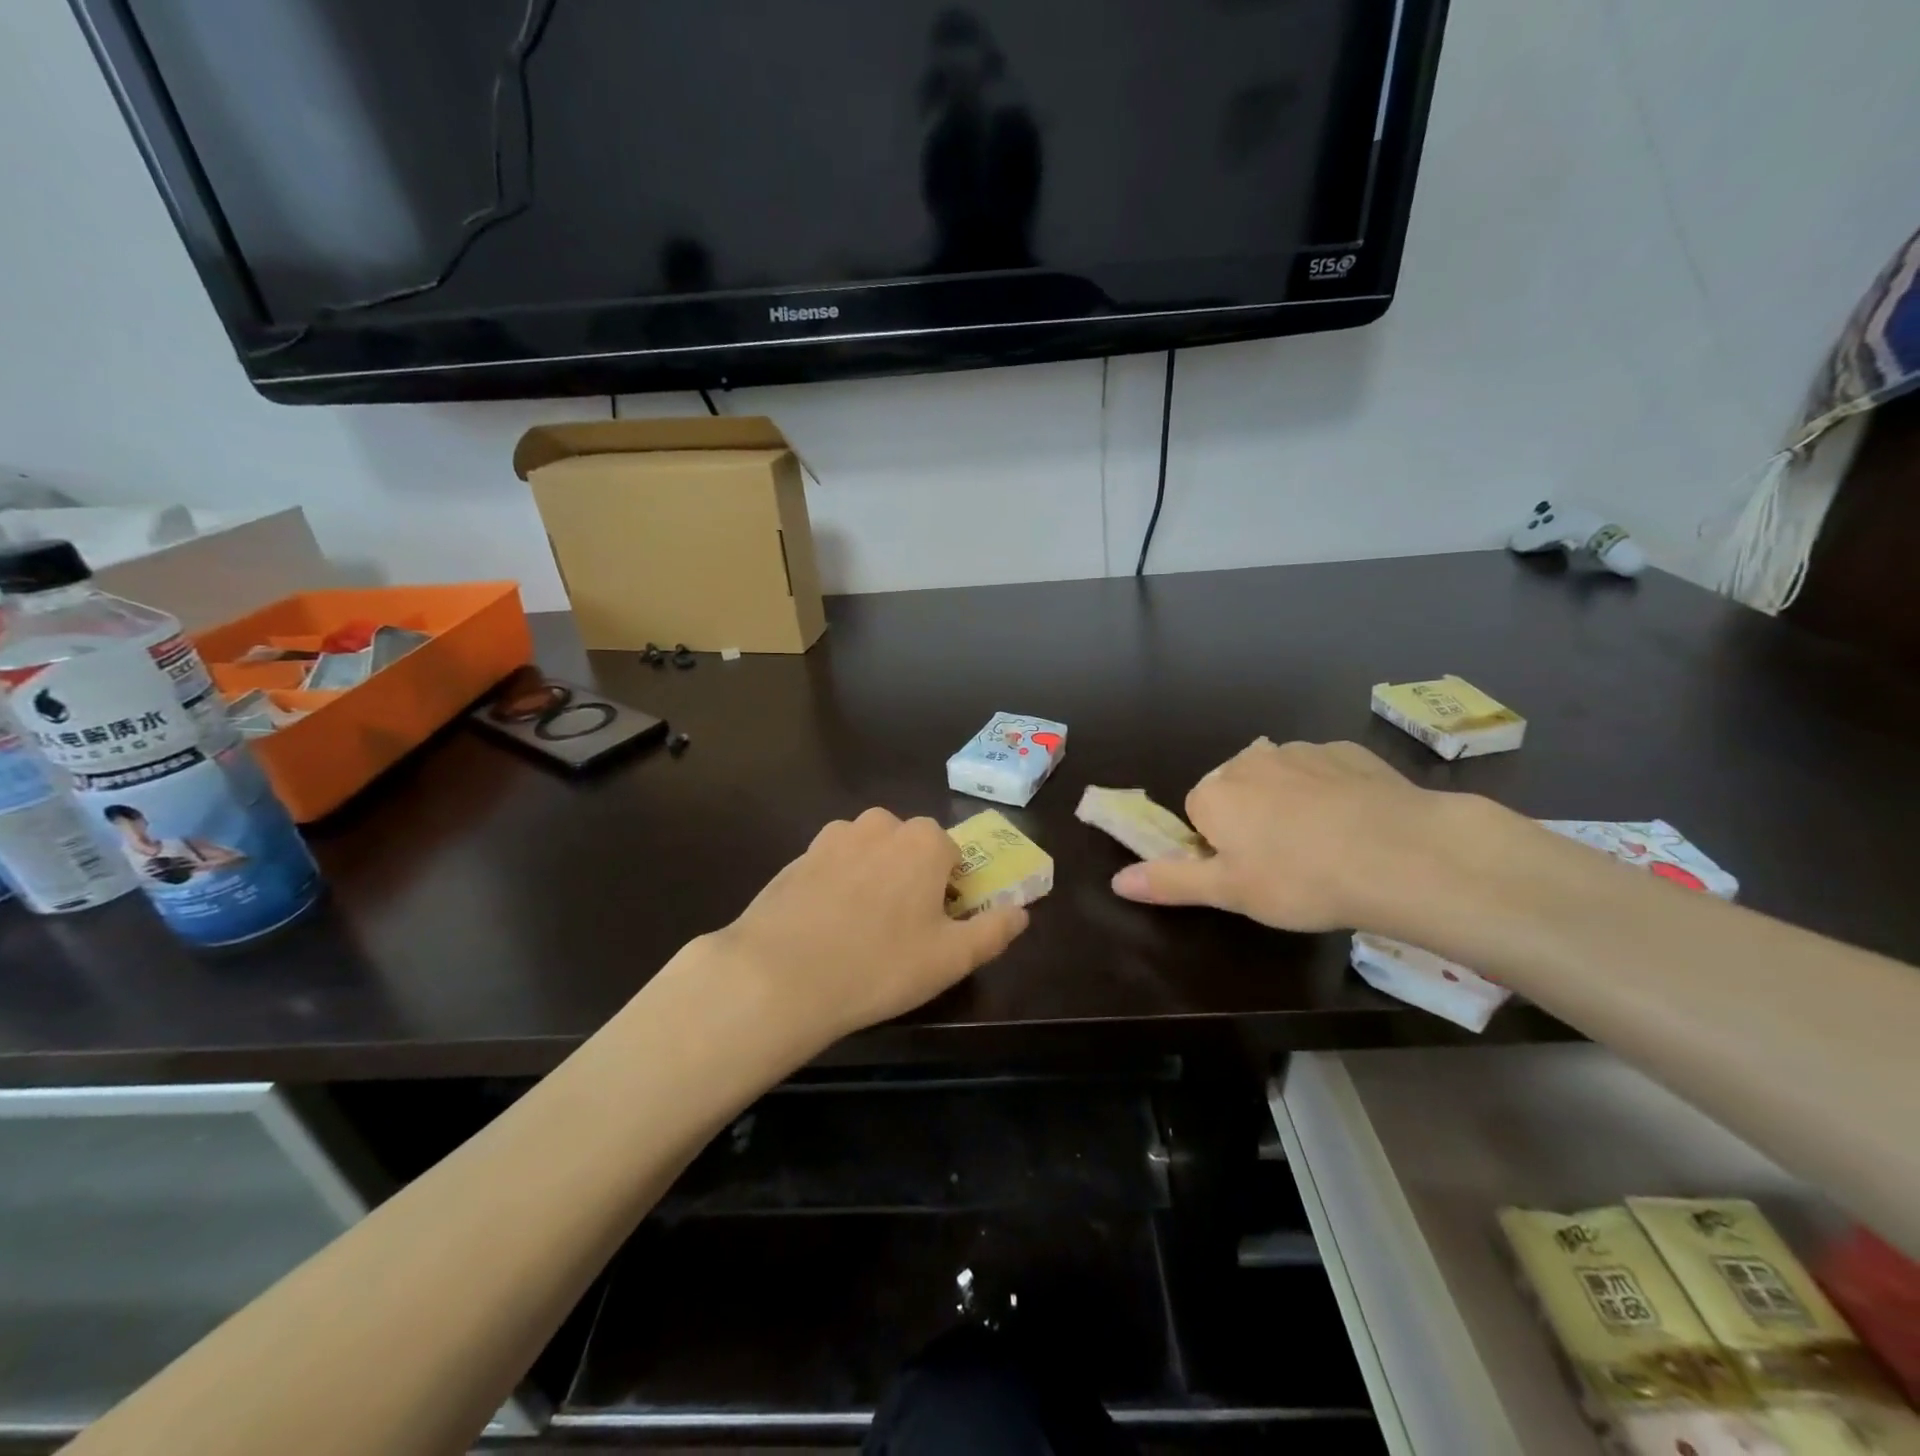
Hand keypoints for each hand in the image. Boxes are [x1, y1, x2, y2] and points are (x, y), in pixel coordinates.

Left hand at [710, 807, 1029, 1045]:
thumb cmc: (880, 965)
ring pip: (868, 852)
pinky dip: (836, 886)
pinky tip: (825, 926)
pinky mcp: (798, 856)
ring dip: (872, 876)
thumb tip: (1022, 912)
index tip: (935, 925)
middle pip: (908, 847)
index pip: (950, 854)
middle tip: (899, 930)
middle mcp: (880, 826)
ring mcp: (833, 837)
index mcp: (924, 842)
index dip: (948, 888)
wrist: (780, 974)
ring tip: (859, 928)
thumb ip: (995, 930)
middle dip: (910, 877)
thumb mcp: (952, 958)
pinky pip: (832, 865)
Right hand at [1110, 738, 1472, 933]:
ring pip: (1281, 779)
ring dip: (1290, 804)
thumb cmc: (1299, 879)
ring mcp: (1300, 750)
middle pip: (1237, 791)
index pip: (1199, 815)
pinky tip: (1356, 823)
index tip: (1251, 872)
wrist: (1400, 854)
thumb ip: (1169, 881)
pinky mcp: (1347, 750)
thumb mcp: (1229, 892)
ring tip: (1326, 846)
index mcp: (1214, 793)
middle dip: (1252, 820)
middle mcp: (1249, 760)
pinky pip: (1324, 772)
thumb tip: (1116, 881)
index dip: (1220, 846)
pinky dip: (1330, 792)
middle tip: (1287, 864)